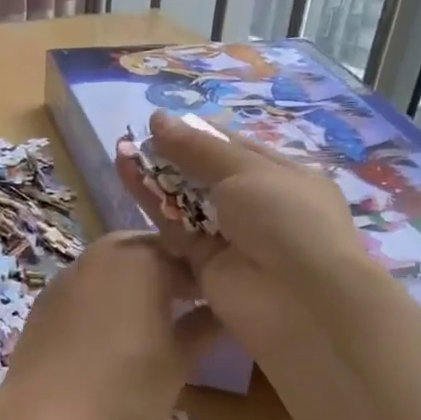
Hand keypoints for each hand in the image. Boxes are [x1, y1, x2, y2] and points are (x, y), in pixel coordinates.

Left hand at [0, 231, 221, 419]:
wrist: (42, 418)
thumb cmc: (123, 388)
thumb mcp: (179, 361)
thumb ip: (206, 326)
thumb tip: (227, 309)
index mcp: (143, 258)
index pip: (191, 253)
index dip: (210, 274)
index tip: (224, 298)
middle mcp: (104, 253)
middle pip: (151, 251)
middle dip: (173, 272)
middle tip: (191, 306)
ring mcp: (70, 273)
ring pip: (117, 265)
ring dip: (139, 282)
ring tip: (154, 319)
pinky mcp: (47, 297)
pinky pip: (89, 285)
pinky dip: (107, 297)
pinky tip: (113, 332)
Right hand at [116, 111, 364, 343]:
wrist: (299, 300)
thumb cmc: (286, 218)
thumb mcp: (247, 171)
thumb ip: (198, 148)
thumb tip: (158, 118)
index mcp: (285, 178)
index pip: (238, 149)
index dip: (201, 135)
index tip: (163, 122)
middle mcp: (259, 207)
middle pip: (209, 176)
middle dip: (175, 156)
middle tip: (136, 136)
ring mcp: (232, 238)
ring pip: (187, 202)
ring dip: (157, 178)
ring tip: (121, 151)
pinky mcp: (205, 265)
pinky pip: (175, 229)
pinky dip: (152, 205)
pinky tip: (125, 176)